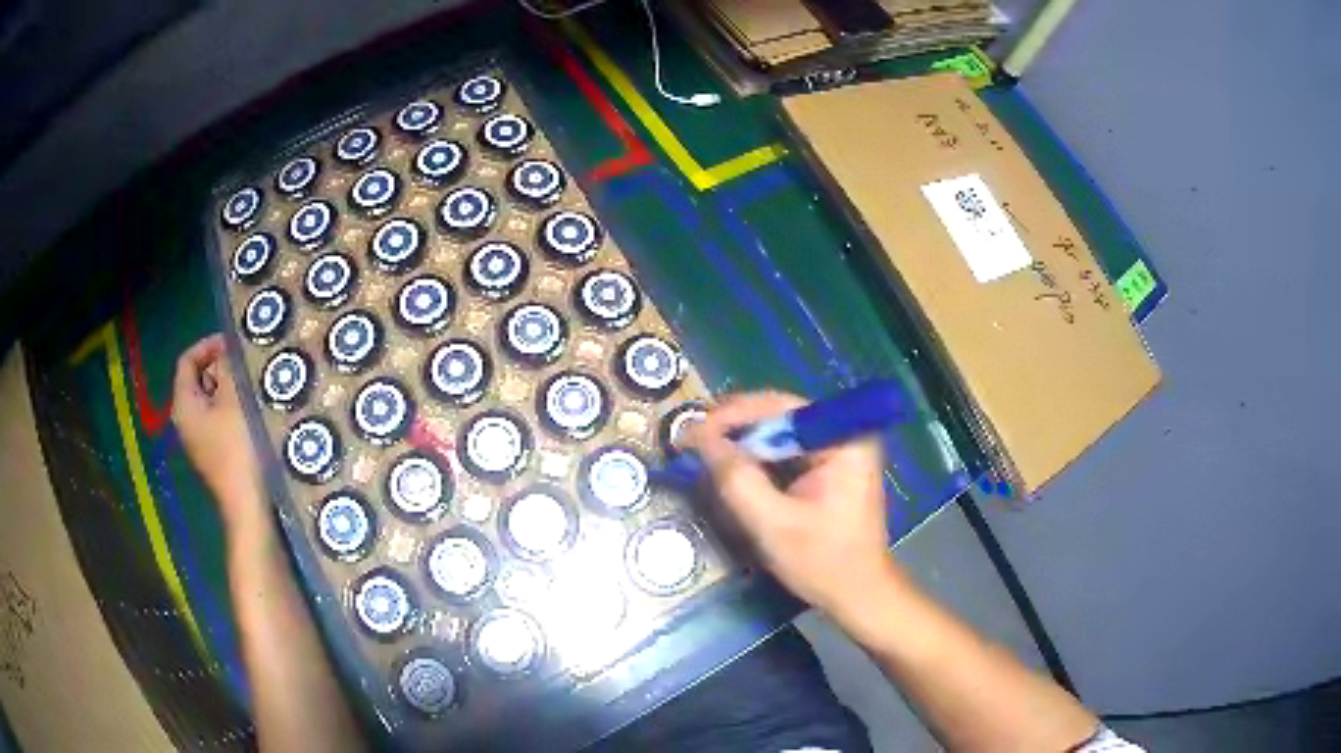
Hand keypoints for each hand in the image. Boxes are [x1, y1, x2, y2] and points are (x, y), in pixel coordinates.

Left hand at [172, 334, 266, 537]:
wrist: (248, 506)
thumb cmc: (237, 449)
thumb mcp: (233, 401)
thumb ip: (227, 370)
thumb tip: (226, 351)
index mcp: (183, 404)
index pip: (187, 360)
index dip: (208, 345)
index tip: (232, 343)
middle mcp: (185, 421)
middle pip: (198, 379)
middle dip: (221, 367)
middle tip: (246, 364)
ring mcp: (199, 440)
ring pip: (210, 401)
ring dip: (229, 389)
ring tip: (253, 385)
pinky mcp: (214, 454)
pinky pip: (219, 421)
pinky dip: (233, 410)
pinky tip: (253, 412)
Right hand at [684, 391, 904, 617]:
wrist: (859, 595)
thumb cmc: (824, 562)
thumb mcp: (773, 524)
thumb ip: (736, 479)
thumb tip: (698, 438)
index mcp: (843, 439)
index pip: (781, 407)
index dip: (734, 415)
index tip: (694, 431)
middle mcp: (844, 434)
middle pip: (779, 417)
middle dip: (735, 430)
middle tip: (692, 444)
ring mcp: (838, 450)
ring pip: (779, 434)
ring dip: (743, 445)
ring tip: (704, 455)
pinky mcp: (830, 468)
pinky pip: (786, 452)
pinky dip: (758, 460)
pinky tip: (732, 470)